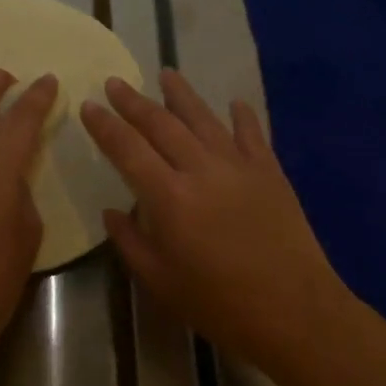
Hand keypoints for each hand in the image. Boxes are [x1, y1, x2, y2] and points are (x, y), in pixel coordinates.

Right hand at [82, 70, 354, 375]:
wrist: (296, 312)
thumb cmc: (221, 305)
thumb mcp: (161, 283)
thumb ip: (131, 243)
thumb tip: (112, 211)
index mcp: (169, 197)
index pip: (128, 149)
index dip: (105, 125)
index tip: (89, 105)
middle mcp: (200, 169)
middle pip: (161, 124)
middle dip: (134, 102)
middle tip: (115, 81)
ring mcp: (238, 165)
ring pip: (203, 119)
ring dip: (182, 94)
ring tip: (166, 73)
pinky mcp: (269, 171)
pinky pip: (251, 134)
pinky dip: (241, 116)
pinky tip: (234, 103)